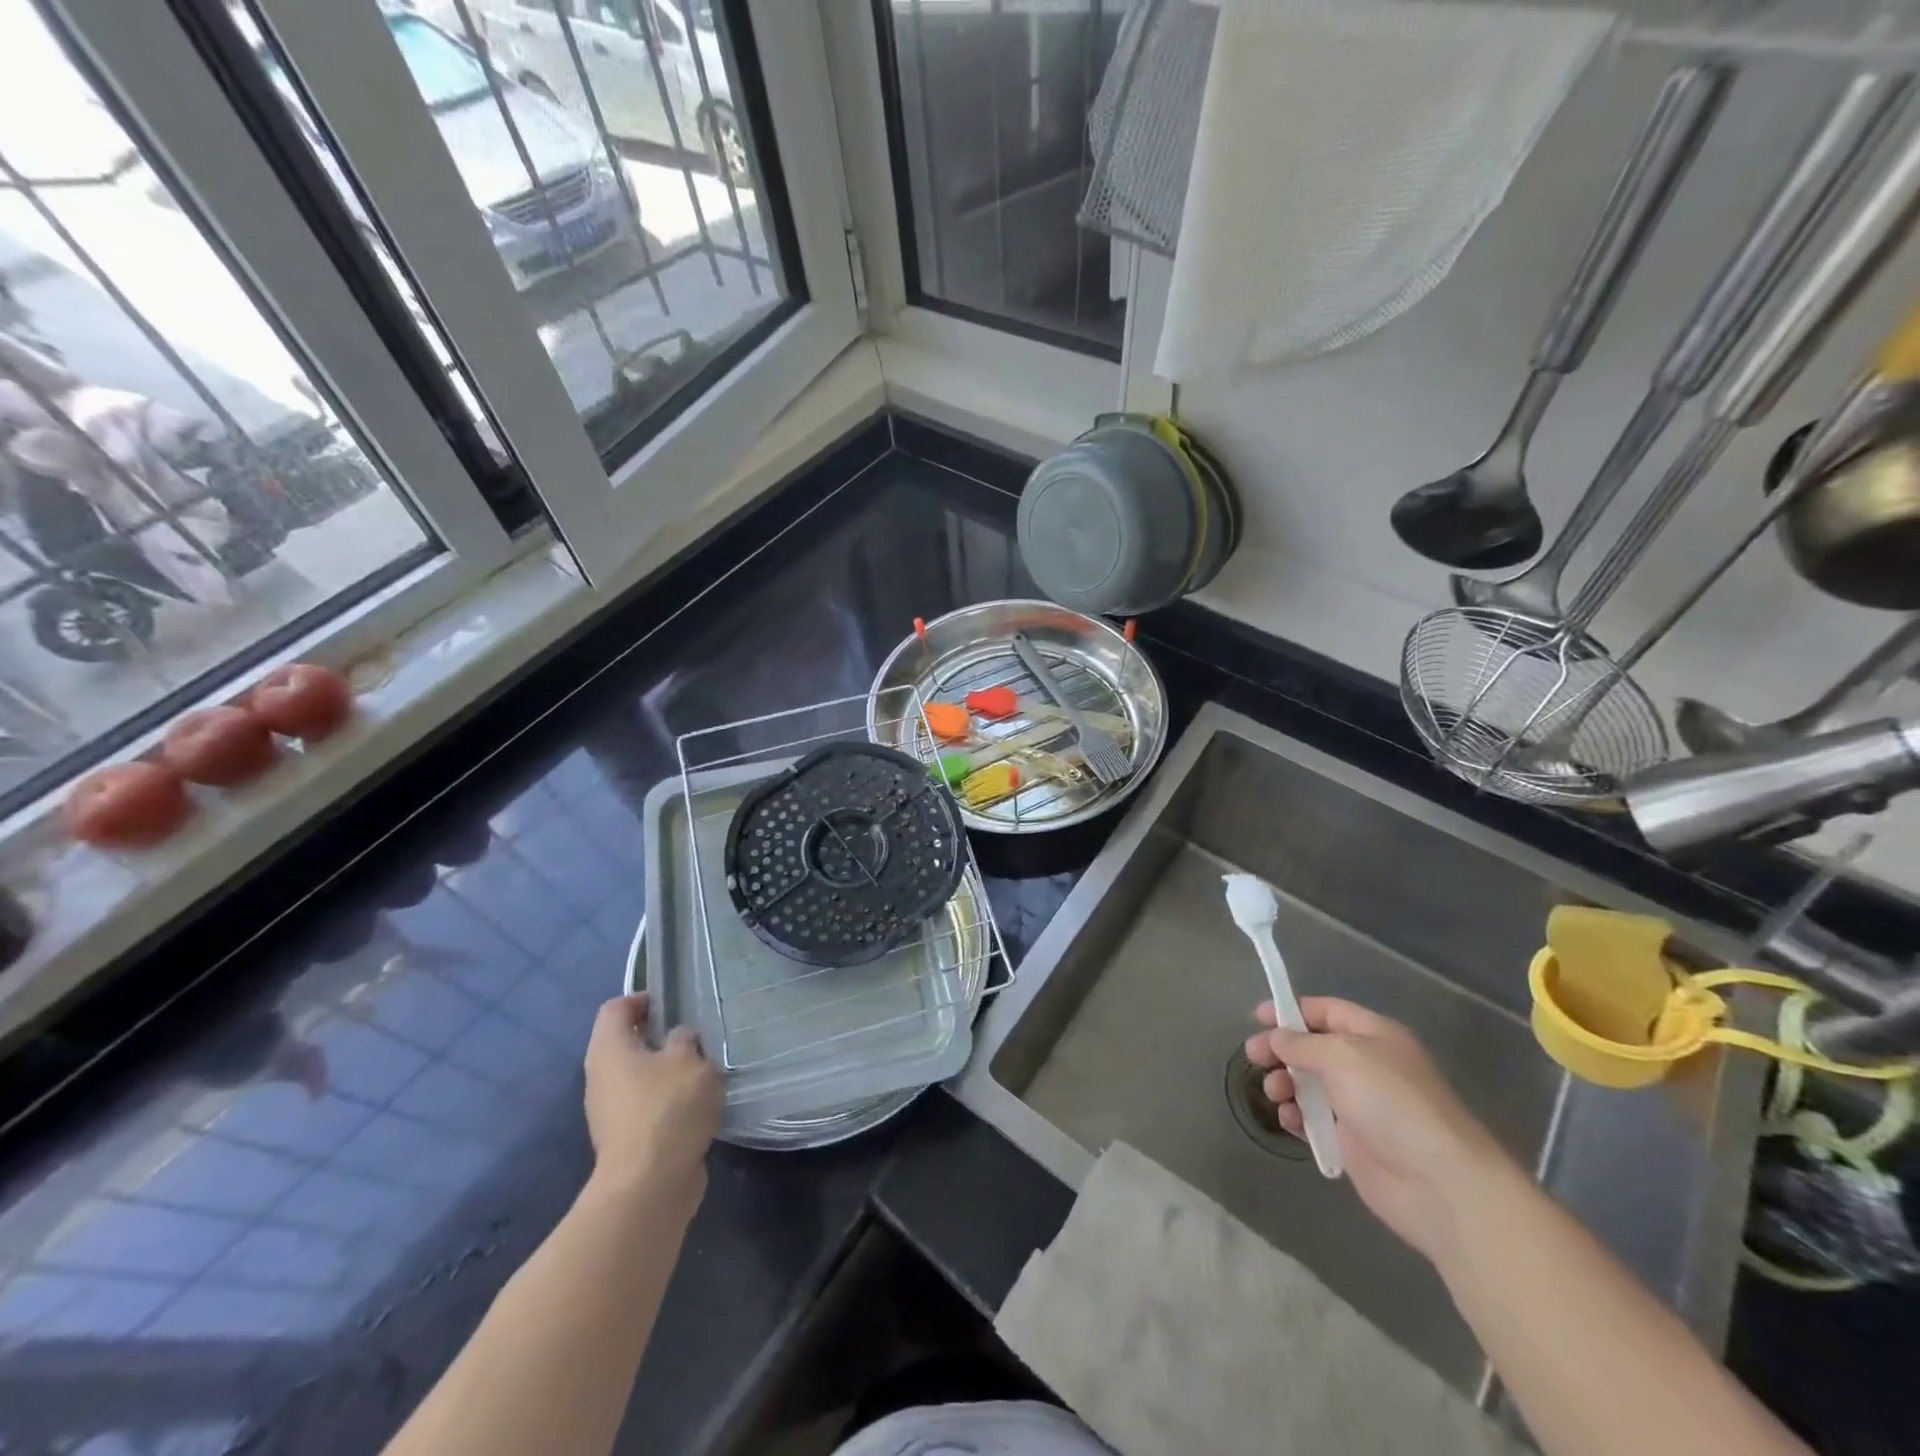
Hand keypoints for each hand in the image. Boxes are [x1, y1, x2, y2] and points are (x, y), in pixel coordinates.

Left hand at [583, 993, 720, 1216]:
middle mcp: (601, 1077)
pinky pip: (646, 1105)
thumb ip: (685, 1040)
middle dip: (658, 1036)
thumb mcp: (689, 1059)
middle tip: (694, 1035)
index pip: (616, 1008)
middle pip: (625, 1042)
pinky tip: (697, 1104)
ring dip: (666, 1070)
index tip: (673, 1004)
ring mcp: (610, 1111)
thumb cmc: (667, 1108)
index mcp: (608, 1049)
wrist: (649, 1186)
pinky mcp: (625, 1138)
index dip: (642, 999)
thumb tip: (678, 1039)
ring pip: (638, 1076)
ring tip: (701, 1069)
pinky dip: (668, 1099)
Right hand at [1245, 997, 1514, 1263]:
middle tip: (1253, 1056)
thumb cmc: (1392, 1103)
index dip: (1292, 1010)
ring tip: (1274, 1092)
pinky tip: (1287, 1119)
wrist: (1438, 1184)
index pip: (1326, 1011)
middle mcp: (1368, 1066)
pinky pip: (1314, 1119)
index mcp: (1374, 1035)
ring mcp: (1361, 1105)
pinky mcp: (1354, 1142)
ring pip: (1310, 1083)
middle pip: (1313, 1047)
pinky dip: (1296, 1116)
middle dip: (1281, 1049)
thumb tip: (1277, 1038)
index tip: (1257, 1017)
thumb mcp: (1342, 1056)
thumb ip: (1302, 1043)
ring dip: (1286, 1083)